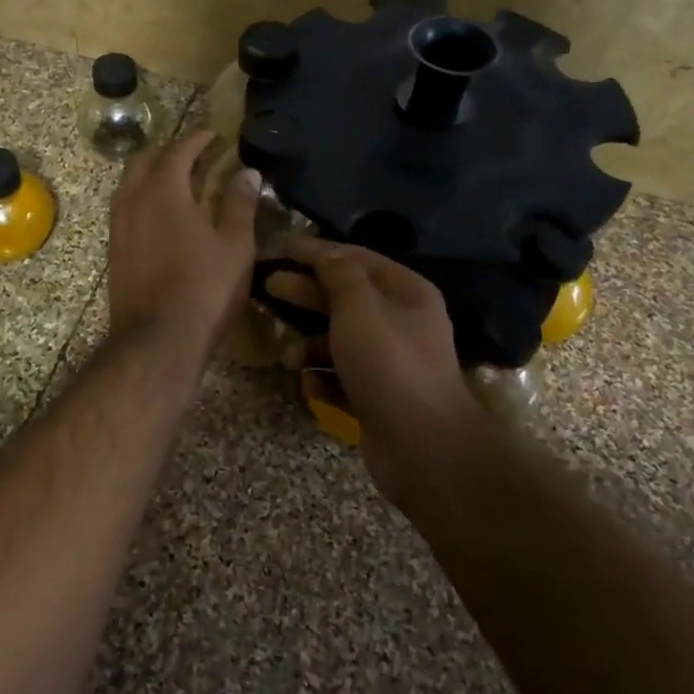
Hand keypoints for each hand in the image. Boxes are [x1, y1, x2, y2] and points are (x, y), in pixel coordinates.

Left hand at [107, 131, 260, 351]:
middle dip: (170, 152)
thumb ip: (240, 204)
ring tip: (181, 183)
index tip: (214, 135)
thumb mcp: (235, 245)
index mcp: (163, 191)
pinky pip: (126, 208)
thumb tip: (247, 172)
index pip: (178, 150)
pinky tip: (164, 217)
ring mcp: (118, 226)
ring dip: (153, 175)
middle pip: (145, 161)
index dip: (198, 139)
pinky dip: (144, 199)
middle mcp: (133, 200)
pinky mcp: (113, 250)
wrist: (157, 341)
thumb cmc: (204, 289)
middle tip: (196, 156)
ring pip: (130, 185)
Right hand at [271, 236, 492, 505]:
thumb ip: (338, 274)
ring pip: (338, 340)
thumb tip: (325, 255)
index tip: (281, 246)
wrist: (424, 447)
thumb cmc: (389, 364)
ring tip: (289, 356)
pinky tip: (311, 386)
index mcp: (405, 292)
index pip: (355, 258)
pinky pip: (341, 377)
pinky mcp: (376, 396)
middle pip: (343, 297)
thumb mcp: (359, 307)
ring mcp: (389, 362)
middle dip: (305, 293)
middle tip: (269, 286)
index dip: (317, 250)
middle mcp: (400, 322)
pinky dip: (323, 379)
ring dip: (309, 345)